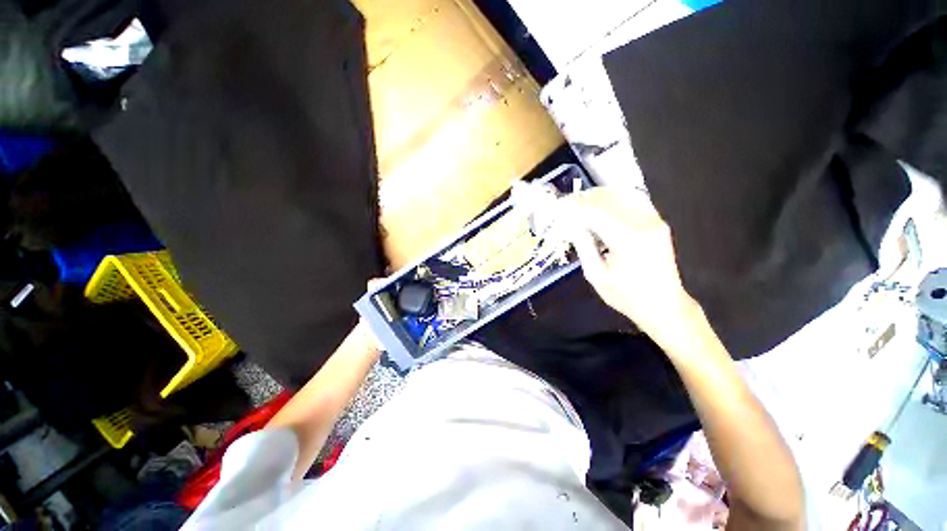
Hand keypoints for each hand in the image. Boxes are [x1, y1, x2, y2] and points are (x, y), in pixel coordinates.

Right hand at [564, 187, 700, 347]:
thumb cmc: (626, 296)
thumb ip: (583, 245)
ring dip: (596, 196)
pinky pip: (631, 200)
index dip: (574, 206)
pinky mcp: (657, 221)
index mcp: (628, 239)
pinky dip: (612, 199)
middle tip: (565, 205)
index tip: (558, 208)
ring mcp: (653, 219)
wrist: (664, 305)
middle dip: (583, 199)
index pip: (594, 211)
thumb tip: (570, 224)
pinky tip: (599, 205)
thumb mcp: (596, 275)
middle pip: (607, 198)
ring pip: (620, 194)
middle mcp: (643, 222)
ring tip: (578, 204)